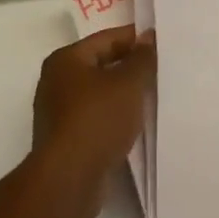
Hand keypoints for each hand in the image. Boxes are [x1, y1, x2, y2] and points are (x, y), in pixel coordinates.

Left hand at [30, 27, 154, 217]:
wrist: (69, 180)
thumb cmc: (98, 120)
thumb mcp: (128, 83)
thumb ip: (142, 58)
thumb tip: (148, 37)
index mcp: (66, 60)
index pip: (107, 39)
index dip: (136, 39)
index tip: (162, 44)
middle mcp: (56, 82)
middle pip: (101, 65)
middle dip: (130, 68)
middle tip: (161, 70)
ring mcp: (58, 113)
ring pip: (99, 94)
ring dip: (123, 95)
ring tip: (153, 96)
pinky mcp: (65, 140)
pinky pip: (96, 118)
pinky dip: (114, 117)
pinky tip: (135, 123)